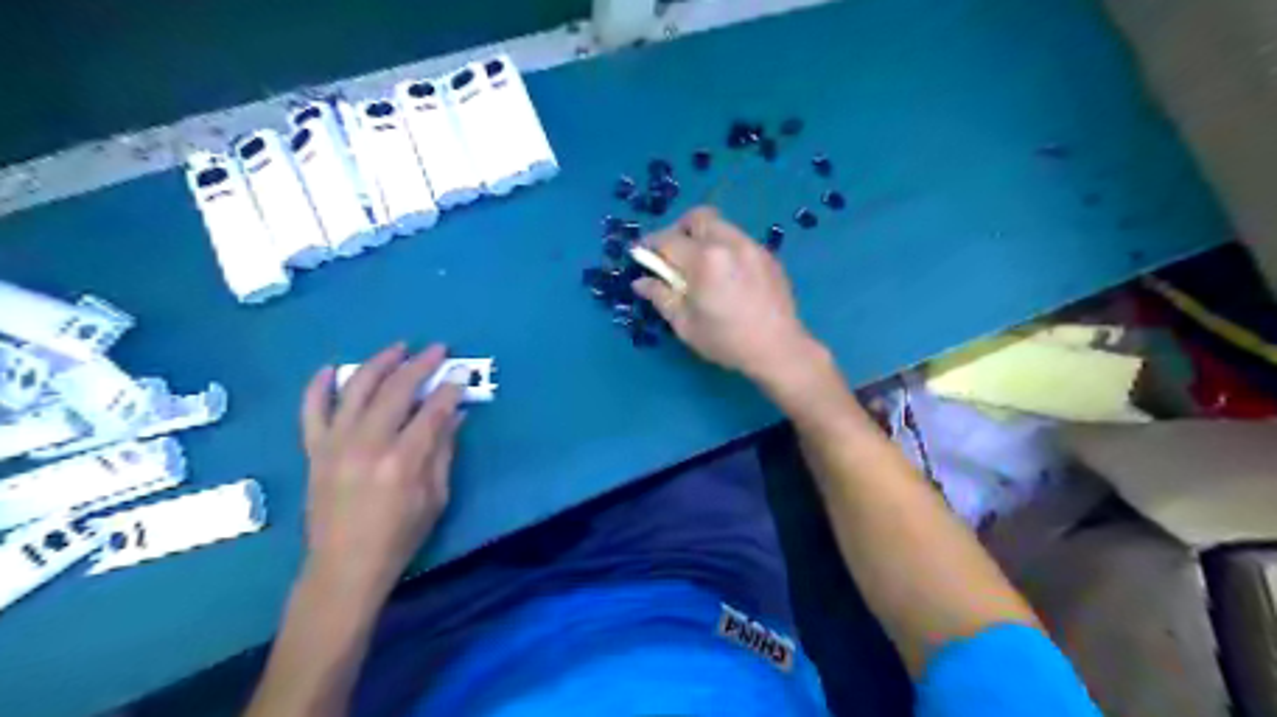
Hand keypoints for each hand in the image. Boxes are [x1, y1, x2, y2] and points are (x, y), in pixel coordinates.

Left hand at [300, 345, 465, 606]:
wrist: (344, 566)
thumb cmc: (400, 536)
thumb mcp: (436, 496)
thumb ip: (444, 450)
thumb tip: (456, 413)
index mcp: (403, 460)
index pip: (433, 410)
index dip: (450, 389)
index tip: (461, 375)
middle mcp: (367, 444)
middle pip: (396, 390)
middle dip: (421, 365)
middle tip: (438, 350)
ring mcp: (336, 444)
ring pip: (356, 389)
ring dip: (379, 363)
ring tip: (398, 348)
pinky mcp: (315, 451)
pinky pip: (312, 410)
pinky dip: (319, 386)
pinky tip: (332, 368)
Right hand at [636, 206, 827, 387]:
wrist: (779, 349)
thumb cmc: (726, 341)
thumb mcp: (685, 324)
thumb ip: (661, 297)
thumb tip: (640, 282)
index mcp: (705, 260)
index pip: (668, 239)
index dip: (650, 245)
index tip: (641, 253)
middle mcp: (730, 243)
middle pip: (698, 217)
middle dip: (679, 230)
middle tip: (672, 254)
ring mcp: (753, 247)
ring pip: (721, 226)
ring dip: (703, 238)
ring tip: (700, 266)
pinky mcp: (768, 256)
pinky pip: (740, 241)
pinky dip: (725, 249)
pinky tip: (726, 276)